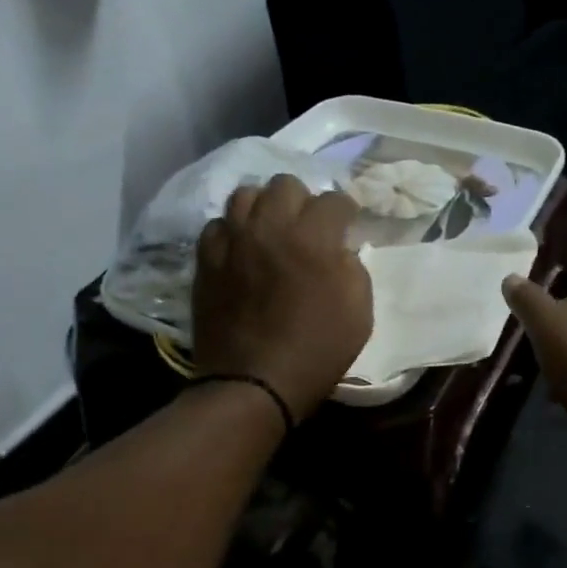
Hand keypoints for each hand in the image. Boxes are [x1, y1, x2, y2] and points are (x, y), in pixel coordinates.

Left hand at [191, 176, 373, 419]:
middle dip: (303, 200)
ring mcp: (232, 240)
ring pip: (245, 195)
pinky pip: (217, 225)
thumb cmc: (317, 351)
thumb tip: (338, 249)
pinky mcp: (206, 259)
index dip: (346, 211)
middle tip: (308, 226)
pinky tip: (242, 249)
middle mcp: (269, 227)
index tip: (347, 224)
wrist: (253, 383)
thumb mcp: (360, 312)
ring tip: (271, 230)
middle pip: (285, 184)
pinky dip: (233, 231)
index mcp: (312, 237)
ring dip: (264, 207)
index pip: (334, 200)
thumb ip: (353, 268)